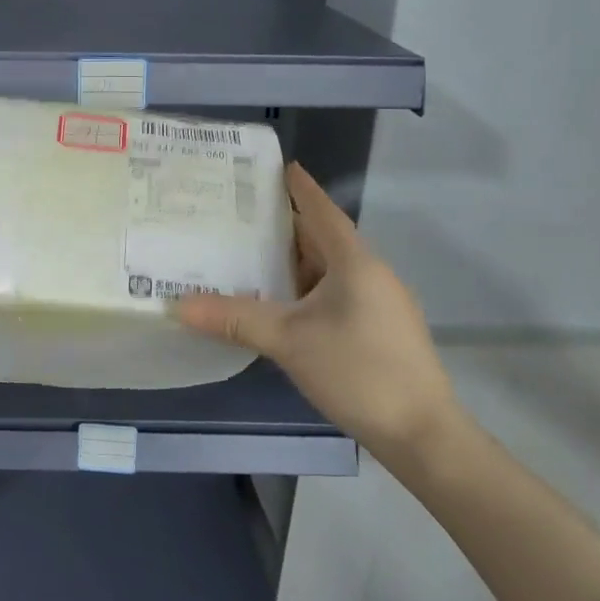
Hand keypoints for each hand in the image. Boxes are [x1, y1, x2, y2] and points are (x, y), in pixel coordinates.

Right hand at [177, 163, 457, 461]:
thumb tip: (176, 305)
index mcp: (355, 262)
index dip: (298, 187)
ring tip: (246, 251)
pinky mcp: (376, 330)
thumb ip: (234, 318)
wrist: (423, 435)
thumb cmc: (359, 371)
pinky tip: (276, 300)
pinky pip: (331, 293)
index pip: (321, 211)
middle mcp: (369, 274)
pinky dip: (301, 288)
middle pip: (321, 238)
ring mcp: (376, 304)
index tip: (275, 165)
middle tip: (238, 211)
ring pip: (326, 269)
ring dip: (290, 259)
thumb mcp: (289, 341)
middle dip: (283, 223)